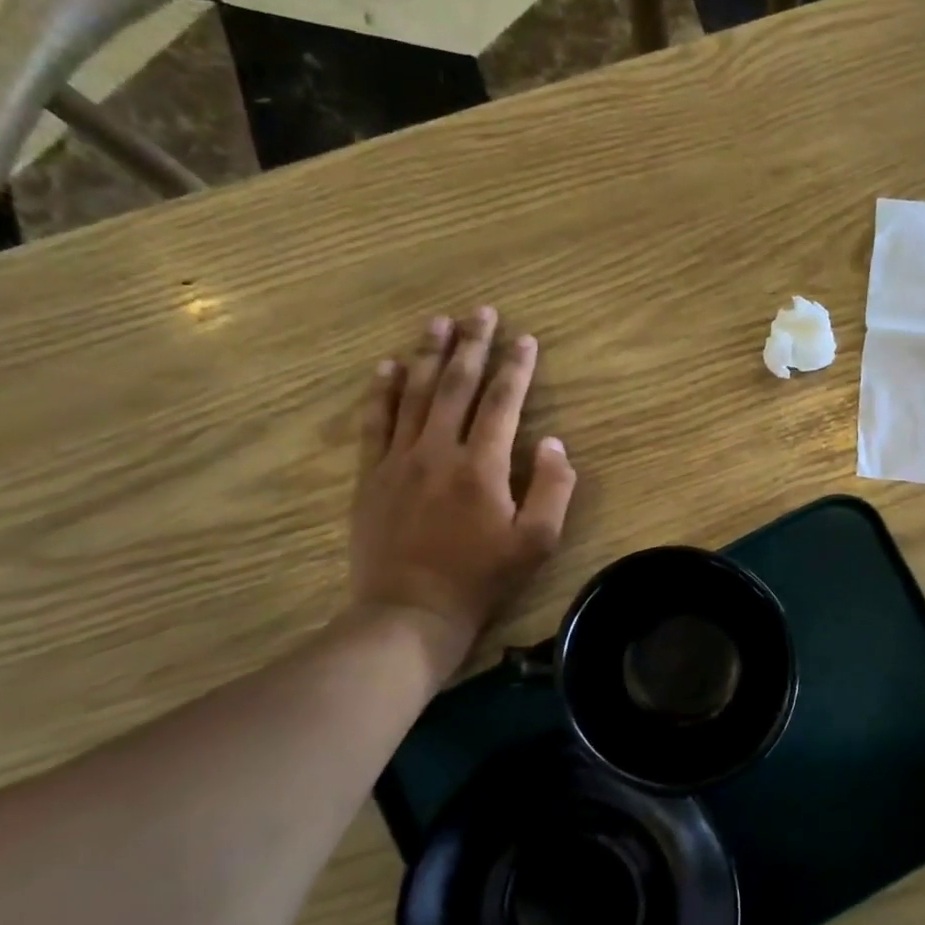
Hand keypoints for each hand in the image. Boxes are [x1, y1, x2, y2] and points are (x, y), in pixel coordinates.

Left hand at [350, 307, 576, 654]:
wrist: (410, 612)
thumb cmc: (481, 579)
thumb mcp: (537, 542)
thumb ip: (552, 488)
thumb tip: (553, 443)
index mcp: (482, 465)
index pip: (502, 402)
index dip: (516, 367)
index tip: (525, 338)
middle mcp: (438, 450)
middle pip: (455, 385)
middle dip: (472, 345)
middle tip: (480, 311)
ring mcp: (399, 460)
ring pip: (414, 394)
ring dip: (427, 354)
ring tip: (438, 322)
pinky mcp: (372, 476)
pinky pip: (375, 422)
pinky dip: (382, 391)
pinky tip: (387, 366)